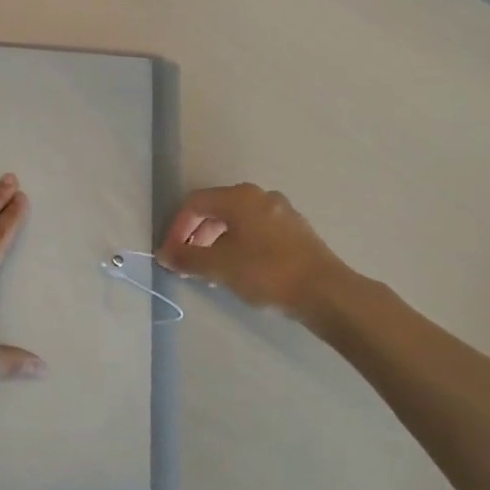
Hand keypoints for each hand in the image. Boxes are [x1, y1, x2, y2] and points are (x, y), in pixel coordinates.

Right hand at [157, 183, 344, 317]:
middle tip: (189, 264)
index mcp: (239, 197)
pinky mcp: (297, 231)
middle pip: (217, 210)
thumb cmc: (266, 272)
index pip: (195, 203)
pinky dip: (241, 246)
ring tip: (213, 272)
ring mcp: (282, 212)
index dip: (177, 228)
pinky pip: (258, 231)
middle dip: (197, 236)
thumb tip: (164, 254)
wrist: (326, 292)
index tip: (171, 255)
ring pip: (238, 222)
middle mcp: (260, 196)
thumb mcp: (219, 267)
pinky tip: (241, 271)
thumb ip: (187, 258)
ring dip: (218, 243)